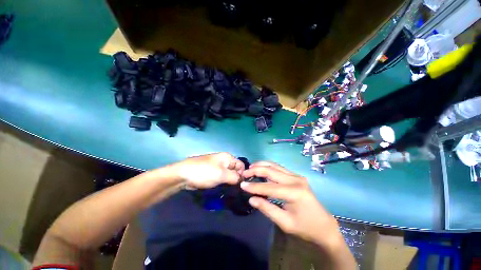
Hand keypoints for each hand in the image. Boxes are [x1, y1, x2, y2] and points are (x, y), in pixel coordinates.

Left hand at [174, 152, 244, 189]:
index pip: (241, 165)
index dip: (243, 174)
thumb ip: (235, 177)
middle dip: (236, 179)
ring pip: (228, 174)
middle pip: (235, 170)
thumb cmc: (204, 172)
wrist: (183, 175)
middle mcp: (224, 160)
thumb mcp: (222, 174)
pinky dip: (223, 182)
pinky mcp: (212, 172)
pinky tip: (222, 189)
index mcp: (228, 157)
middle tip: (234, 189)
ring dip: (229, 182)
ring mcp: (217, 166)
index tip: (240, 185)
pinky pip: (221, 177)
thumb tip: (242, 180)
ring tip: (228, 191)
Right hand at [240, 162, 342, 248]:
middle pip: (271, 170)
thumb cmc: (305, 227)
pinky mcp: (296, 176)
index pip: (269, 187)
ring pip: (275, 165)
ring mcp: (297, 176)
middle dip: (256, 170)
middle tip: (244, 173)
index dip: (254, 186)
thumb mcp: (285, 223)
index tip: (242, 185)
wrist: (324, 225)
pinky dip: (268, 167)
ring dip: (262, 165)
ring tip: (250, 168)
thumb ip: (267, 209)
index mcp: (294, 192)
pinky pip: (279, 168)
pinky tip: (261, 169)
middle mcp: (296, 180)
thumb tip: (251, 199)